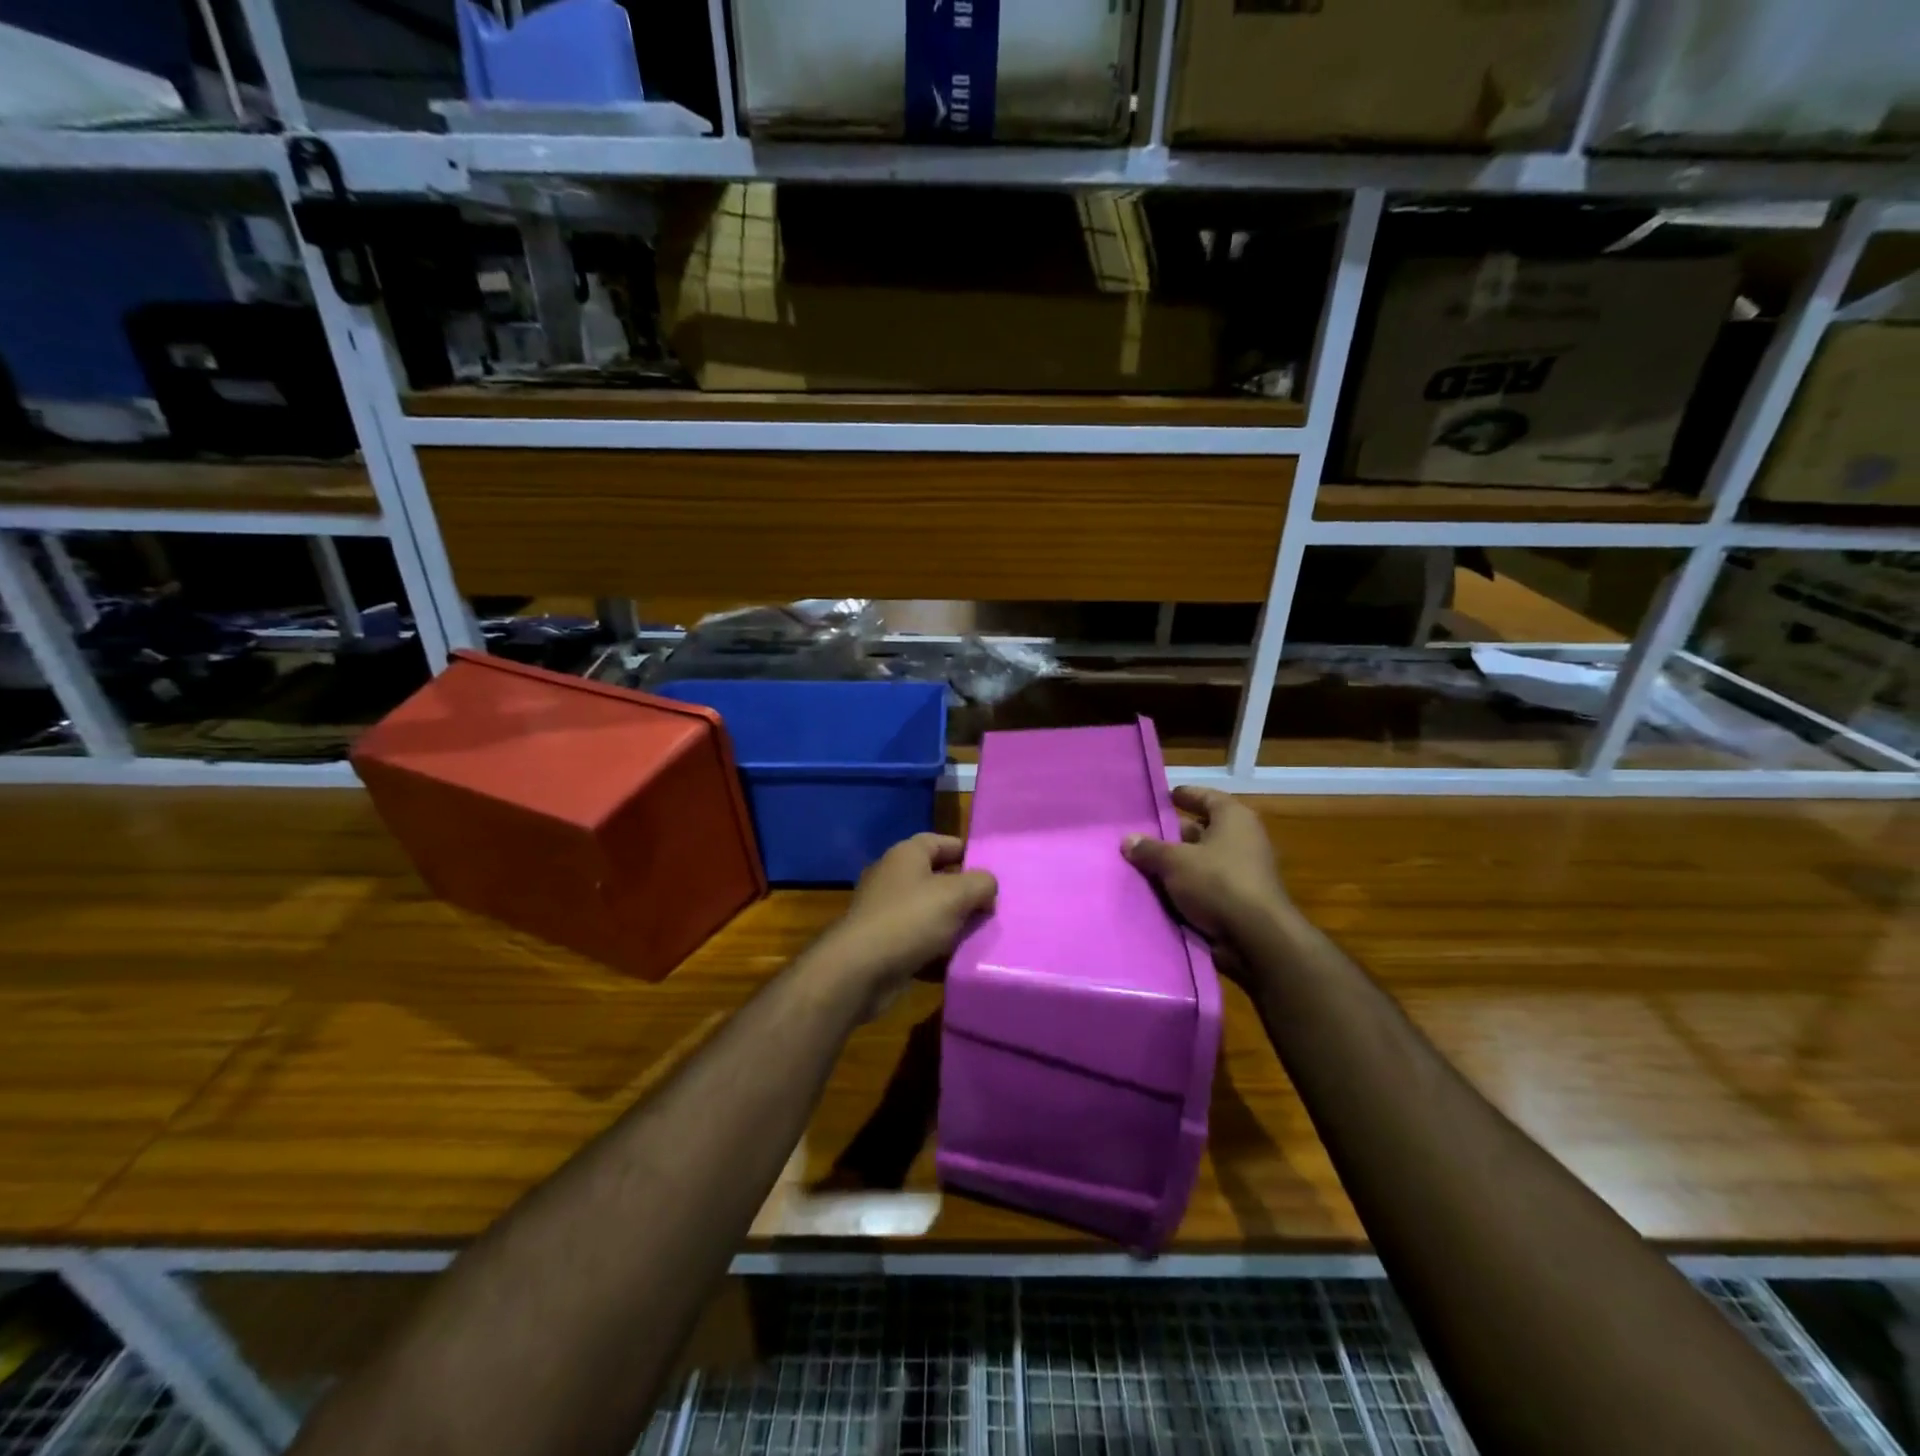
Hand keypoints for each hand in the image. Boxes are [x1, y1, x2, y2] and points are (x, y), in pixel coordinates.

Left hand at [818, 834, 996, 1014]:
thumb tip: (987, 888)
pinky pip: (917, 941)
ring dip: (952, 924)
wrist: (859, 970)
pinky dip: (935, 950)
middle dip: (963, 893)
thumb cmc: (910, 920)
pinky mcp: (882, 943)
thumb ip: (981, 883)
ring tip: (980, 935)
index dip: (967, 852)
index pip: (941, 842)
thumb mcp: (956, 895)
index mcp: (906, 855)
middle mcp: (892, 877)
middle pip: (936, 878)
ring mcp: (884, 911)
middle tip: (991, 907)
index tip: (991, 870)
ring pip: (928, 912)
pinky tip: (956, 961)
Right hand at [1121, 787, 1292, 951]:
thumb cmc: (1218, 883)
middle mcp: (1244, 839)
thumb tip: (1128, 840)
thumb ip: (1150, 849)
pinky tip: (1162, 891)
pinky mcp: (1241, 899)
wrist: (1256, 938)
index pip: (1206, 797)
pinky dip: (1188, 886)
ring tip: (1146, 864)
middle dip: (1175, 833)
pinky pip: (1208, 885)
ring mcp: (1245, 871)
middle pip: (1204, 829)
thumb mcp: (1175, 862)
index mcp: (1234, 818)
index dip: (1185, 796)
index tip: (1164, 797)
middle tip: (1145, 835)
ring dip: (1180, 863)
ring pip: (1203, 859)